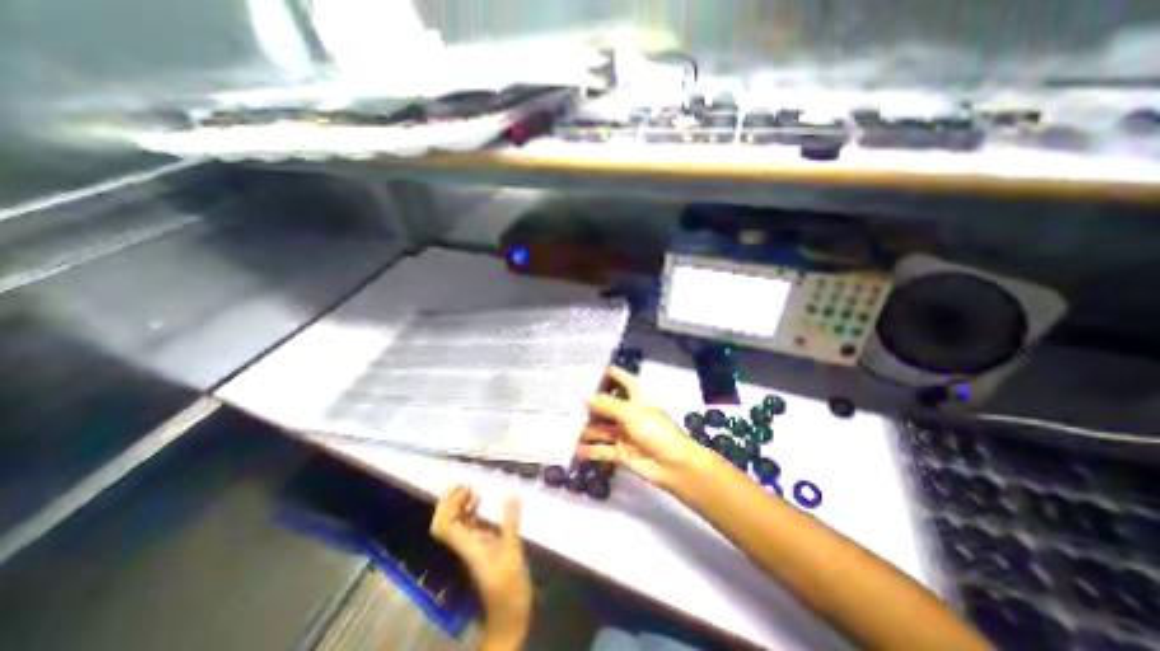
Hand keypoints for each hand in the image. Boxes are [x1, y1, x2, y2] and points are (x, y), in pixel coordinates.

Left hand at [428, 487, 531, 641]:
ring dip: (461, 505)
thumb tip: (511, 494)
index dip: (449, 504)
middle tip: (467, 485)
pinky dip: (472, 513)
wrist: (508, 617)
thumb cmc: (509, 588)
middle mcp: (465, 544)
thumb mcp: (513, 552)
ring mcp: (472, 546)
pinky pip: (470, 527)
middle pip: (445, 522)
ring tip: (475, 489)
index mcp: (468, 546)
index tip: (467, 488)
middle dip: (451, 502)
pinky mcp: (482, 548)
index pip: (445, 524)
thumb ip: (510, 523)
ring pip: (457, 523)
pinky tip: (484, 505)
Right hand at [578, 363, 711, 490]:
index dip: (610, 373)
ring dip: (585, 428)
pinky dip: (588, 450)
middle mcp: (628, 414)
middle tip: (566, 397)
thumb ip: (607, 404)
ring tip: (563, 424)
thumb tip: (585, 397)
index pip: (623, 381)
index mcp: (636, 399)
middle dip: (589, 402)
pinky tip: (573, 449)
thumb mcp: (632, 413)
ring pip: (600, 428)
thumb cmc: (656, 432)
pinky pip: (601, 449)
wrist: (674, 466)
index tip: (592, 367)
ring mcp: (623, 434)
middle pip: (606, 404)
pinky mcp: (620, 453)